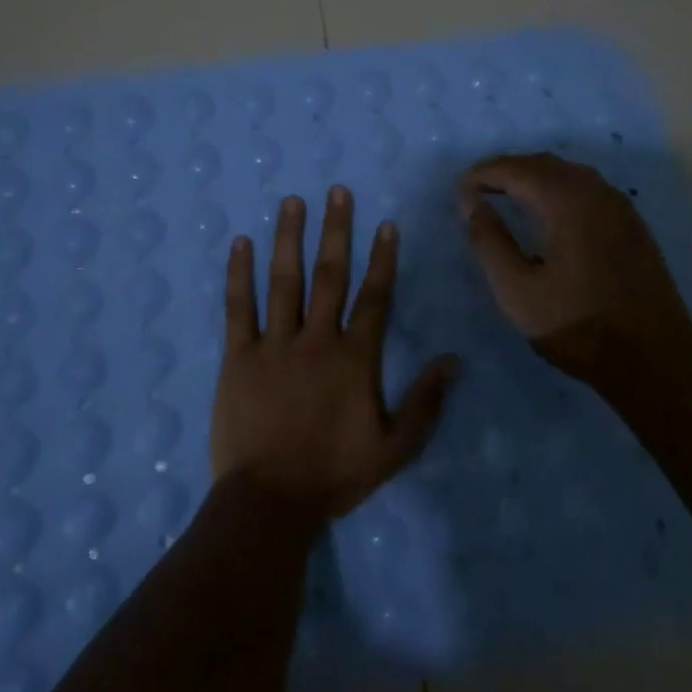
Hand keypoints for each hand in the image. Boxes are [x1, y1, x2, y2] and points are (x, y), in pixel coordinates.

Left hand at [211, 185, 458, 517]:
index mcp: (355, 358)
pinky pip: (238, 308)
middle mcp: (316, 339)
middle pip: (329, 275)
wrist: (271, 500)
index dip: (382, 259)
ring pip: (284, 281)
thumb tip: (454, 359)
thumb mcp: (395, 447)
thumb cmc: (334, 473)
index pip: (374, 297)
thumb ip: (426, 401)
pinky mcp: (238, 356)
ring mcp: (274, 344)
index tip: (385, 224)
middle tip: (337, 191)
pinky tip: (240, 243)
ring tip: (292, 201)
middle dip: (335, 230)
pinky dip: (238, 274)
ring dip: (289, 238)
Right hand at [457, 152, 691, 392]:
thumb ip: (489, 241)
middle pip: (543, 163)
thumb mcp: (517, 290)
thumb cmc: (577, 326)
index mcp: (566, 202)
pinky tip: (549, 213)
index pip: (516, 169)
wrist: (655, 359)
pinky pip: (588, 188)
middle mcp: (596, 192)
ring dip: (534, 176)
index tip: (459, 189)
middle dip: (507, 170)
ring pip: (569, 173)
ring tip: (507, 196)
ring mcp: (620, 206)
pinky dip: (559, 188)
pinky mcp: (632, 224)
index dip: (483, 174)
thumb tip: (469, 201)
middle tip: (477, 189)